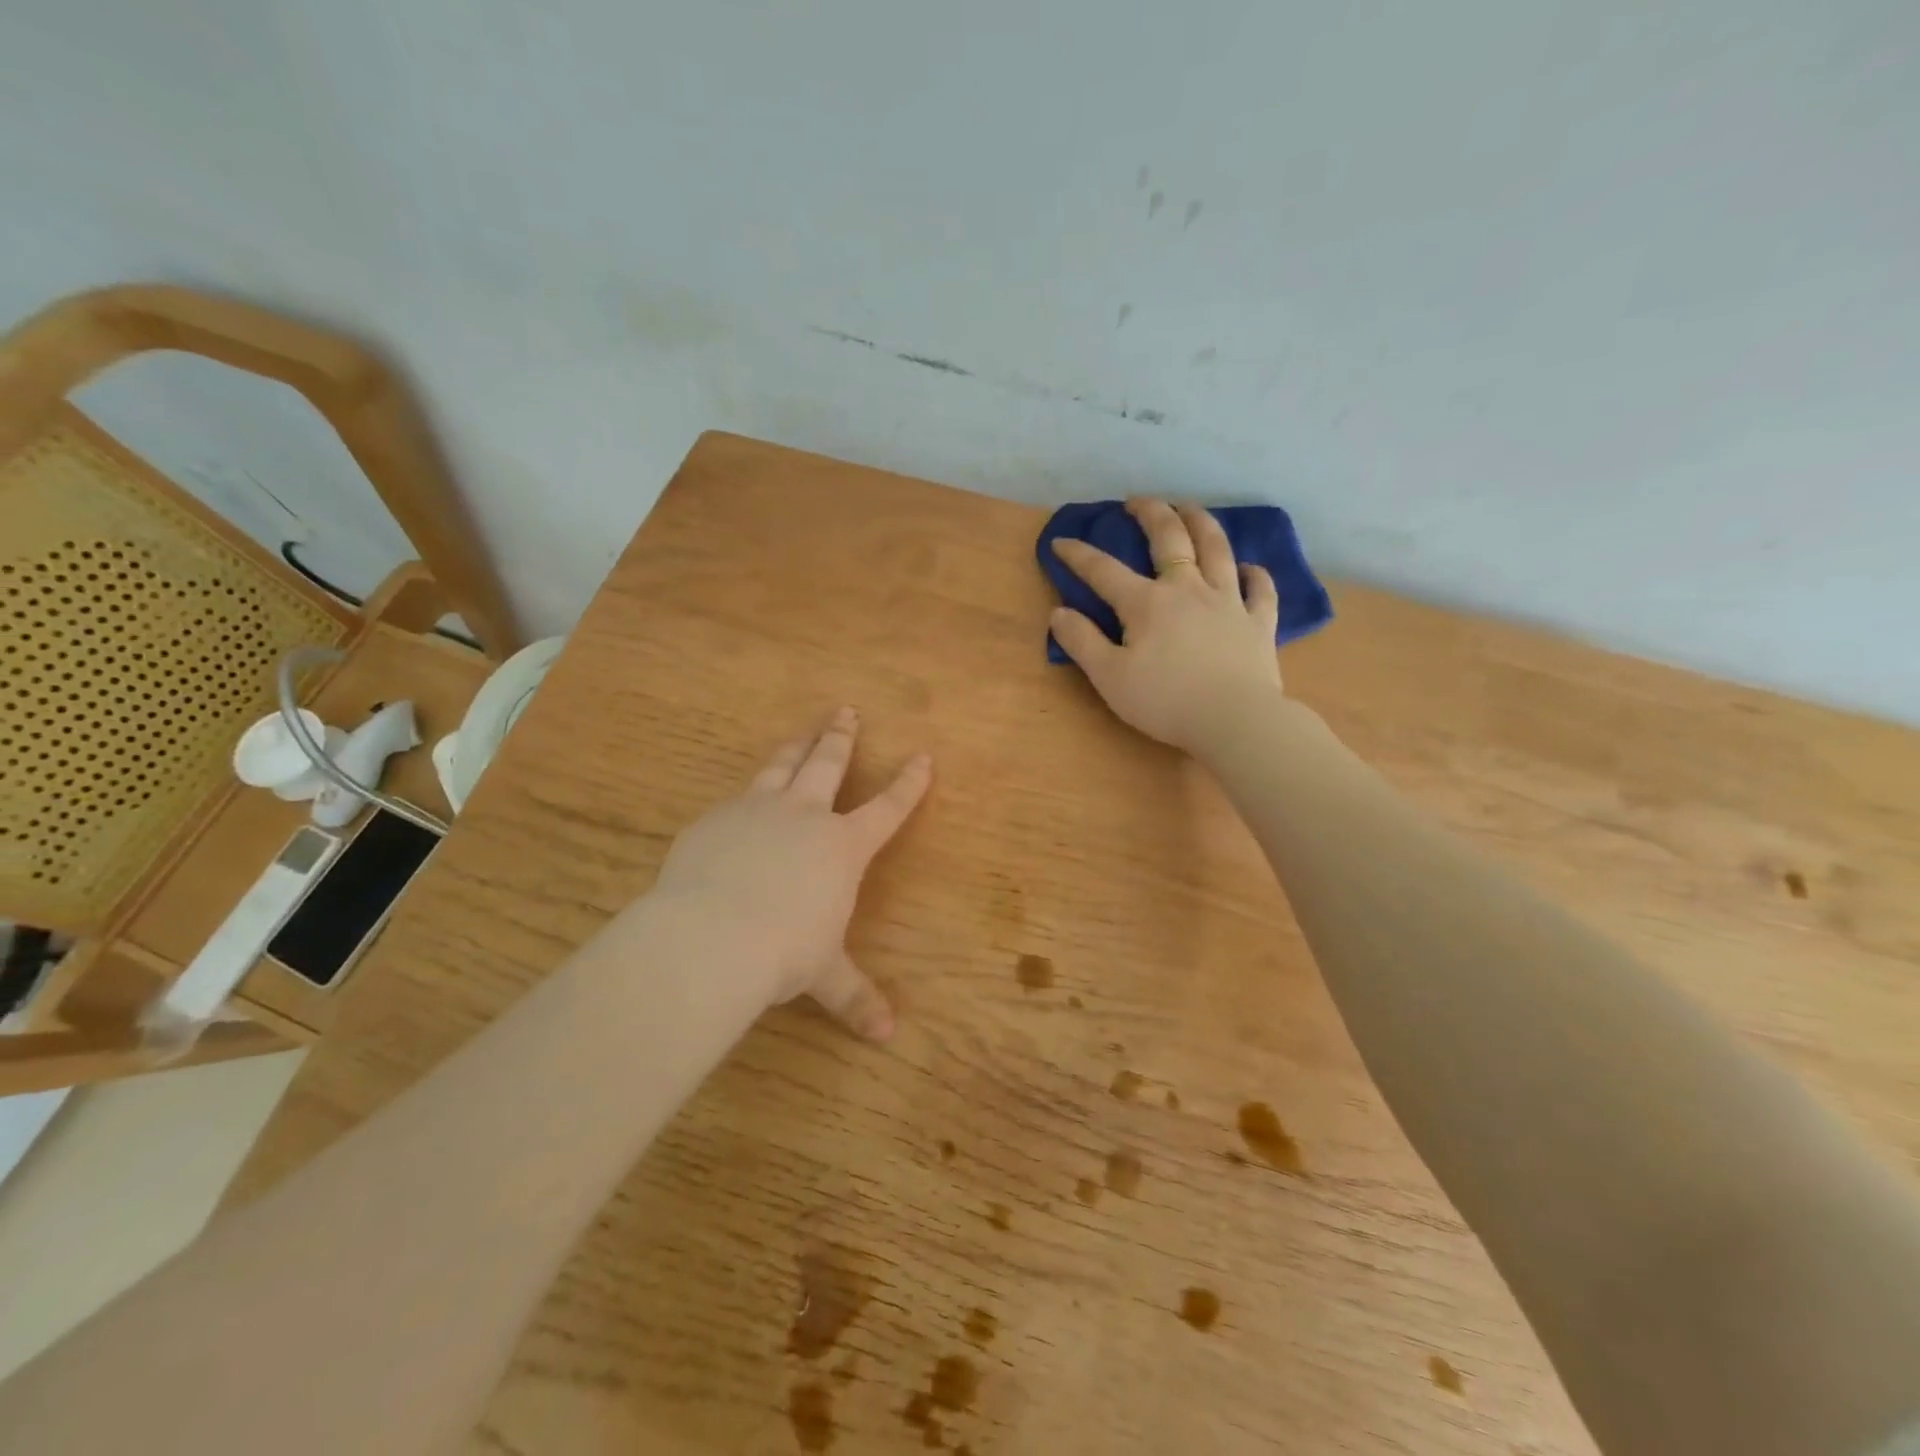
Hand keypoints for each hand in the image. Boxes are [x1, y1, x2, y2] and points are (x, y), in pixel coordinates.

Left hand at [649, 706, 931, 1040]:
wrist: (711, 936)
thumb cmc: (784, 952)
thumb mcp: (823, 975)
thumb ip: (854, 997)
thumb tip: (887, 1036)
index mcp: (842, 847)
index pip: (887, 808)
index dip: (908, 783)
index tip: (922, 756)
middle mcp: (804, 816)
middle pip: (828, 764)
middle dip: (841, 737)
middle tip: (846, 710)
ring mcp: (756, 810)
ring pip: (781, 766)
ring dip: (796, 746)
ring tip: (803, 730)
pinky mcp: (715, 819)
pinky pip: (736, 798)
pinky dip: (747, 795)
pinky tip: (740, 802)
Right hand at [1050, 498, 1283, 752]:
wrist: (1235, 720)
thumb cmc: (1165, 701)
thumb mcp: (1109, 677)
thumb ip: (1082, 642)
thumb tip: (1059, 613)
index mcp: (1146, 603)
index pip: (1104, 571)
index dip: (1079, 555)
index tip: (1060, 542)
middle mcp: (1187, 589)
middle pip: (1169, 539)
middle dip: (1150, 513)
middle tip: (1137, 501)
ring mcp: (1228, 601)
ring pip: (1216, 549)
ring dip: (1201, 523)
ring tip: (1190, 508)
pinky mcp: (1259, 622)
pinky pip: (1260, 589)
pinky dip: (1255, 574)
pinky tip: (1250, 567)